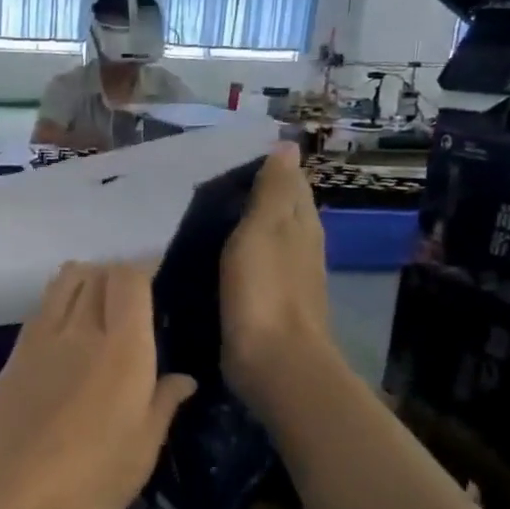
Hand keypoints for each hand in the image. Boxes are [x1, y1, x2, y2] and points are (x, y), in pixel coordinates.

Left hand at [0, 261, 195, 508]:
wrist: (4, 490)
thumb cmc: (86, 478)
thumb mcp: (141, 452)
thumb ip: (163, 405)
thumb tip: (183, 378)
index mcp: (122, 349)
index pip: (129, 278)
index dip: (146, 269)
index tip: (162, 283)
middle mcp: (80, 329)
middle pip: (98, 272)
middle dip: (119, 273)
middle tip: (137, 299)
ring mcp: (41, 337)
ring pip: (65, 280)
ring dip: (87, 278)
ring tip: (102, 304)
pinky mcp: (15, 351)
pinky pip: (43, 305)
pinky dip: (60, 299)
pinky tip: (69, 329)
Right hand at [220, 142, 330, 385]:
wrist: (275, 362)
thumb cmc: (265, 291)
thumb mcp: (264, 230)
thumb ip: (272, 191)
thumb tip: (287, 146)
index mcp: (301, 224)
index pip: (291, 184)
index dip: (268, 168)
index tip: (230, 159)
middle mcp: (301, 247)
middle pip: (283, 211)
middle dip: (256, 195)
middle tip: (210, 186)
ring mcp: (288, 279)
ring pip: (269, 240)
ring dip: (246, 226)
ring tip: (207, 217)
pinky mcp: (270, 304)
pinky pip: (255, 267)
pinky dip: (240, 256)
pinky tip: (218, 258)